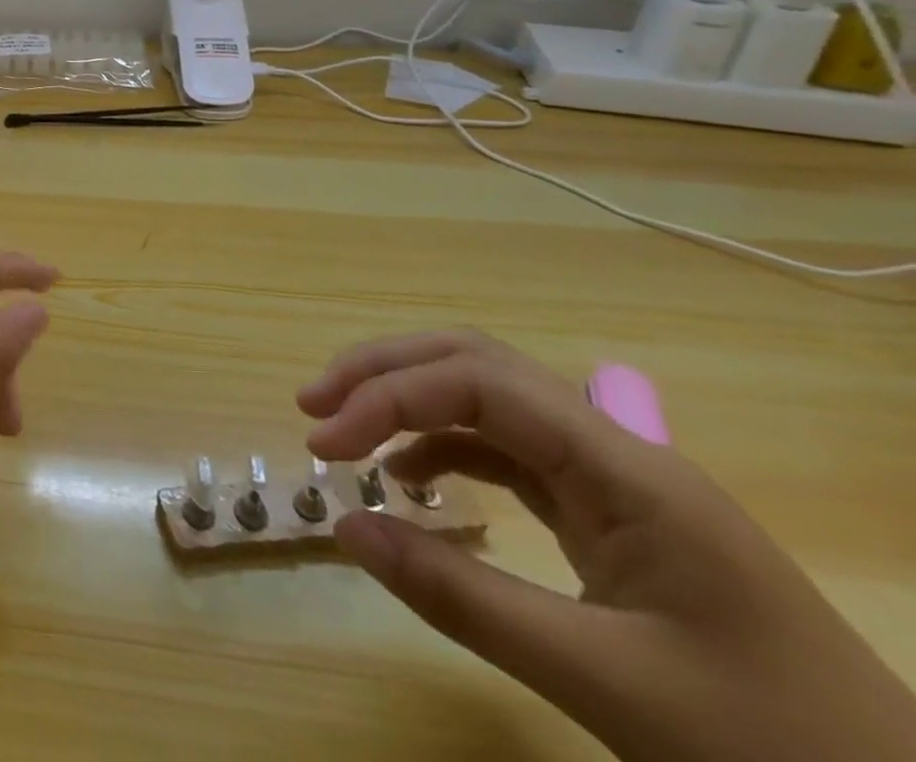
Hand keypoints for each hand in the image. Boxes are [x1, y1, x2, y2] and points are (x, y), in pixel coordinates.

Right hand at [298, 330, 915, 761]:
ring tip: (344, 432)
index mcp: (625, 468)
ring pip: (487, 398)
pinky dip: (442, 448)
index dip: (387, 394)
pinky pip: (505, 450)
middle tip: (314, 404)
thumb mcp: (607, 684)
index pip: (477, 382)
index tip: (324, 443)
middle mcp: (613, 449)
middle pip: (476, 363)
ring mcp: (611, 479)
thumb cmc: (771, 749)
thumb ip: (464, 599)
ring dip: (407, 401)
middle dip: (385, 372)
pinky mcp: (607, 513)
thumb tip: (346, 527)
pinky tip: (409, 477)